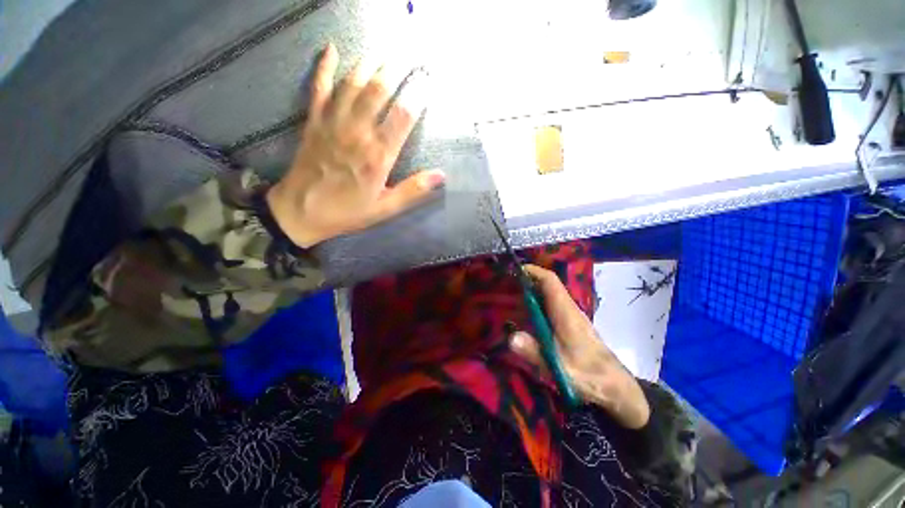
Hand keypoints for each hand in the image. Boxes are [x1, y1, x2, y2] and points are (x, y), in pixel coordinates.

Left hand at [267, 43, 445, 247]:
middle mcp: (357, 133)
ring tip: (382, 50)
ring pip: (352, 83)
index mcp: (378, 156)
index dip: (417, 94)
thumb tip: (440, 175)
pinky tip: (331, 49)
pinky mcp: (314, 121)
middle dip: (394, 69)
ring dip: (368, 63)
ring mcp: (333, 123)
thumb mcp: (385, 208)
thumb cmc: (348, 212)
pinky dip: (324, 66)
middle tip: (407, 54)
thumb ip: (412, 191)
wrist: (301, 211)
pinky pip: (319, 87)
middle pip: (378, 91)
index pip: (403, 116)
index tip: (428, 79)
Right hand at [510, 265, 650, 428]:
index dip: (533, 271)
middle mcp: (569, 309)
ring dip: (531, 291)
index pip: (550, 281)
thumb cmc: (590, 375)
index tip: (514, 270)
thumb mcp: (559, 368)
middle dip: (528, 280)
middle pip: (548, 285)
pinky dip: (537, 303)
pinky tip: (525, 314)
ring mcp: (571, 317)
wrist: (616, 387)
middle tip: (505, 284)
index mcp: (566, 313)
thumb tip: (511, 337)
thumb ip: (535, 353)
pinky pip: (551, 306)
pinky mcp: (571, 325)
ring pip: (550, 295)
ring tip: (510, 296)